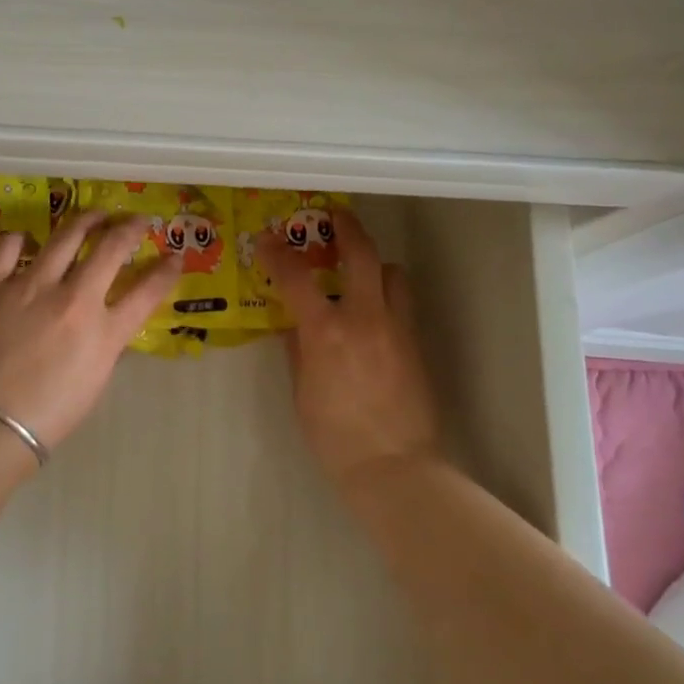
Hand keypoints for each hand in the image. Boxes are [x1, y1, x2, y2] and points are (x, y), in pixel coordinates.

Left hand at [0, 211, 181, 449]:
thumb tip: (106, 321)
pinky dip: (20, 239)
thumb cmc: (48, 415)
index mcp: (103, 331)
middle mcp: (73, 299)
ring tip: (94, 216)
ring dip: (86, 221)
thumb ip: (105, 343)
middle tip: (136, 221)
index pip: (148, 291)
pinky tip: (26, 240)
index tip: (176, 256)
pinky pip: (7, 247)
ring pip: (65, 236)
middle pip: (111, 248)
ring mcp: (30, 287)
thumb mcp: (95, 381)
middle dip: (130, 228)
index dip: (167, 270)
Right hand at [256, 210, 440, 487]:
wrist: (394, 467)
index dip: (279, 254)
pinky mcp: (415, 343)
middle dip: (347, 228)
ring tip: (358, 272)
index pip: (297, 277)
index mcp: (326, 333)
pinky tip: (372, 312)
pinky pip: (402, 303)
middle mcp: (365, 319)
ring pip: (392, 273)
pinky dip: (386, 294)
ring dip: (374, 264)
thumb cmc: (335, 436)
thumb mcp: (302, 392)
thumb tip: (295, 324)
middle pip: (361, 254)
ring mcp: (396, 328)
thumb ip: (299, 349)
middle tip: (335, 216)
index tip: (269, 240)